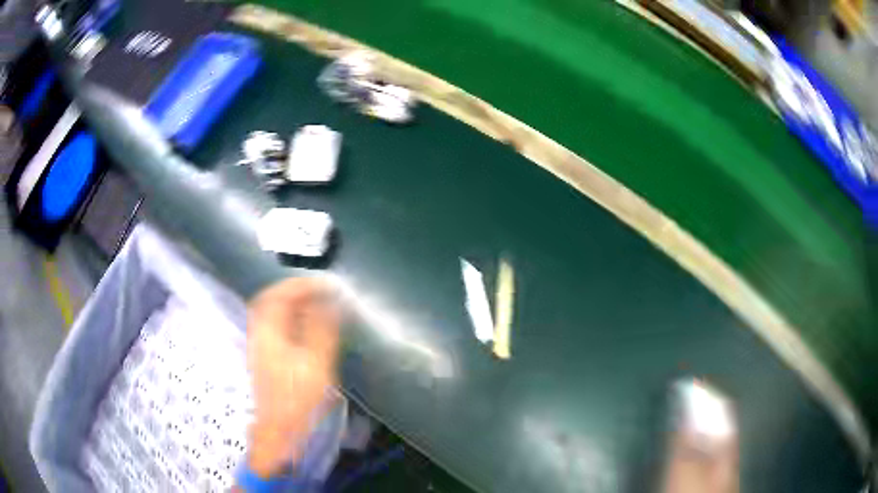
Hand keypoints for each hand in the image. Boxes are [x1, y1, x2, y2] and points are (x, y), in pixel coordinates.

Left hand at [246, 277, 340, 477]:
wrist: (278, 429)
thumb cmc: (298, 398)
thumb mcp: (316, 363)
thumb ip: (323, 329)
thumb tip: (331, 301)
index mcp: (269, 332)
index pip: (279, 295)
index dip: (302, 284)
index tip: (325, 284)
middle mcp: (259, 333)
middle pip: (269, 299)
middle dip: (293, 289)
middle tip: (317, 290)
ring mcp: (258, 345)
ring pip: (269, 312)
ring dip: (290, 302)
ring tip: (314, 303)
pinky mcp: (263, 356)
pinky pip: (272, 325)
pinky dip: (287, 317)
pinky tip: (302, 325)